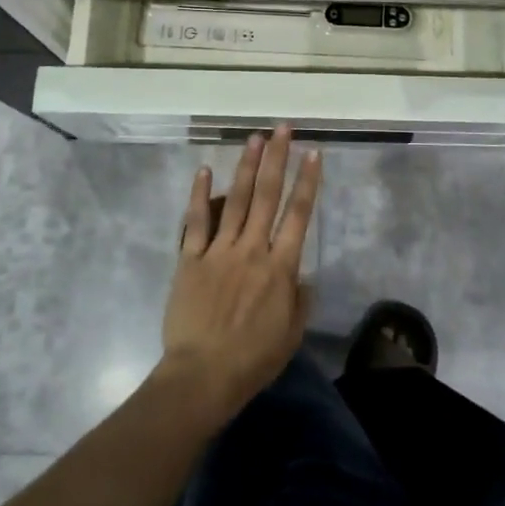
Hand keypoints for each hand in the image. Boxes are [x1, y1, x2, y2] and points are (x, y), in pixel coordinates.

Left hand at [159, 125, 319, 421]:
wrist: (202, 376)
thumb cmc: (252, 361)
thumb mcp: (290, 336)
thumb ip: (300, 301)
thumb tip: (302, 276)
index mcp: (280, 268)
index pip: (298, 215)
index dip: (308, 182)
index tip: (313, 153)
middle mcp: (252, 250)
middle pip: (267, 196)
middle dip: (277, 159)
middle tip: (283, 129)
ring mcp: (219, 251)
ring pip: (236, 200)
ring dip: (246, 167)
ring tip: (254, 138)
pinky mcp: (191, 259)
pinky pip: (195, 222)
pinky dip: (199, 195)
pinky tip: (203, 170)